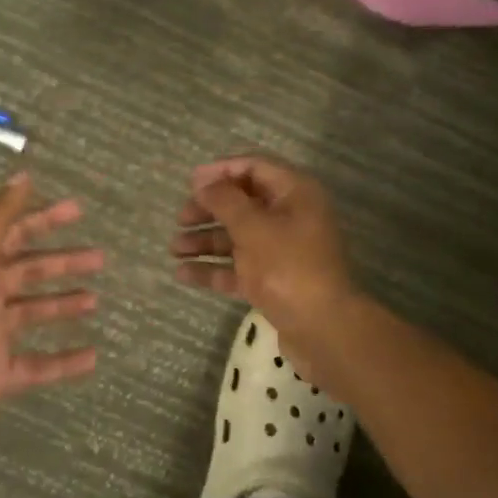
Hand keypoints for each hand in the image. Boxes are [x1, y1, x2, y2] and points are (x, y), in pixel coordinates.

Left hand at [0, 172, 102, 456]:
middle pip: (29, 272)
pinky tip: (93, 356)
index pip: (14, 234)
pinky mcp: (0, 374)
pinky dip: (64, 361)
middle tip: (100, 257)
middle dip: (62, 263)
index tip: (78, 210)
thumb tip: (22, 176)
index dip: (44, 219)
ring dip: (64, 305)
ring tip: (96, 300)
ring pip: (34, 313)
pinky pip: (38, 364)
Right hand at [170, 155, 357, 371]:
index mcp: (294, 194)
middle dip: (208, 209)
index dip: (220, 171)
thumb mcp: (253, 227)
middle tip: (180, 219)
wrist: (323, 329)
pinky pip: (237, 267)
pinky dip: (213, 268)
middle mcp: (289, 217)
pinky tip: (182, 273)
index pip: (254, 167)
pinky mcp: (273, 281)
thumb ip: (225, 200)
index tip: (189, 182)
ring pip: (237, 237)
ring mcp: (281, 251)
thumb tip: (203, 181)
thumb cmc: (289, 267)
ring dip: (205, 239)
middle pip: (242, 203)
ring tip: (174, 248)